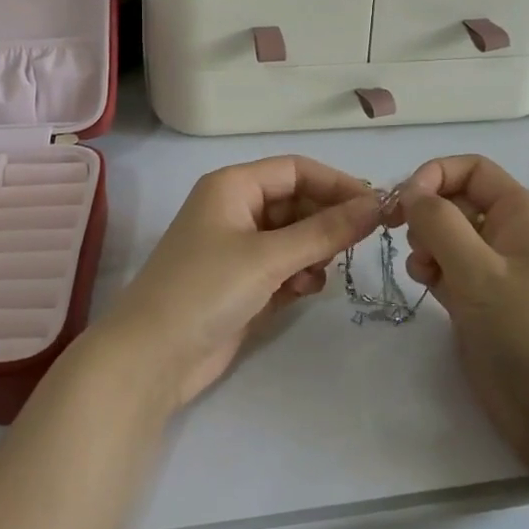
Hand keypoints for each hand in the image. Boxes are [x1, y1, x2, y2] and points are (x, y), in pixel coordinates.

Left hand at [96, 156, 381, 410]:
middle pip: (296, 202)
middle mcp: (235, 209)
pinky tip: (304, 290)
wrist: (152, 358)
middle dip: (327, 221)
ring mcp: (237, 248)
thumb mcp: (269, 256)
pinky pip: (283, 266)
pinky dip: (298, 274)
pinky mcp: (241, 283)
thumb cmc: (207, 289)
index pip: (296, 170)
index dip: (336, 183)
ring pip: (293, 236)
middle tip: (361, 243)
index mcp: (233, 186)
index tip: (376, 207)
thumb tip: (376, 204)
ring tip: (319, 273)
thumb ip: (326, 230)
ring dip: (314, 251)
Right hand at [395, 155, 528, 463]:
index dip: (434, 175)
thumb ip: (438, 222)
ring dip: (425, 244)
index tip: (404, 204)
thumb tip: (410, 191)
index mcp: (520, 213)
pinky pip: (448, 266)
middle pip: (455, 199)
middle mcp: (509, 233)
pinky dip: (432, 269)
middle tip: (409, 242)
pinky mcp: (483, 299)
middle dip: (426, 214)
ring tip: (423, 271)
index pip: (471, 169)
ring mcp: (496, 268)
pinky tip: (426, 287)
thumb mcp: (478, 270)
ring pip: (447, 234)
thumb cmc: (526, 331)